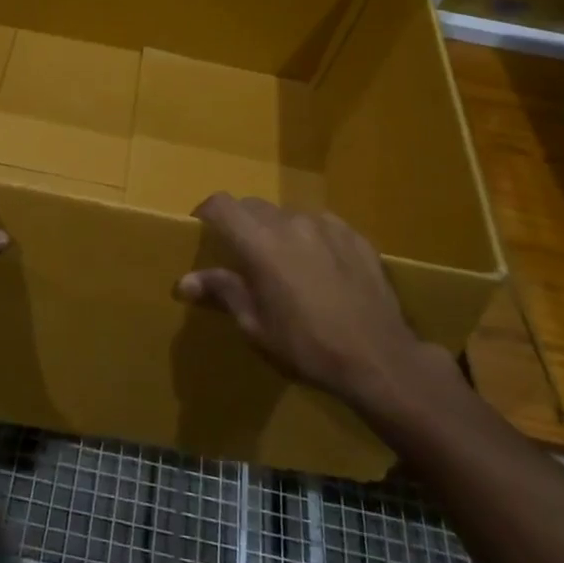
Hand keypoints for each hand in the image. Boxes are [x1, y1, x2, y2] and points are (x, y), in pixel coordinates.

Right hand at [178, 195, 443, 411]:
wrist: (379, 358)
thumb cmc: (307, 346)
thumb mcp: (256, 326)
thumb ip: (222, 292)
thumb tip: (184, 282)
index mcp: (260, 243)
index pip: (221, 204)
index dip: (207, 213)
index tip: (203, 232)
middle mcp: (291, 222)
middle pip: (253, 207)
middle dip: (242, 225)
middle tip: (243, 258)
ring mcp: (327, 225)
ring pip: (288, 215)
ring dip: (278, 232)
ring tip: (286, 265)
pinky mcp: (355, 235)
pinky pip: (321, 225)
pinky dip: (311, 238)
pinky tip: (321, 270)